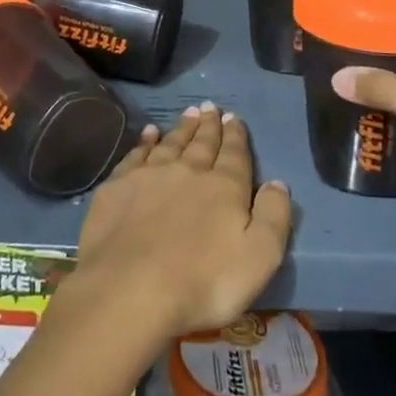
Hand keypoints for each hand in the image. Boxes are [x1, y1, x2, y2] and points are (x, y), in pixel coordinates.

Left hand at [69, 104, 292, 343]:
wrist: (131, 289)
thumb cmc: (204, 282)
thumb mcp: (259, 258)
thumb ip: (273, 217)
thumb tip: (277, 182)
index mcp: (223, 187)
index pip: (234, 154)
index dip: (236, 135)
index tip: (234, 117)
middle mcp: (187, 171)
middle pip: (201, 143)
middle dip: (209, 125)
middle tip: (210, 107)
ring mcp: (149, 176)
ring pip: (170, 143)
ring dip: (182, 127)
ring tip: (189, 112)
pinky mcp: (118, 187)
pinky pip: (136, 154)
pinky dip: (145, 141)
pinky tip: (149, 133)